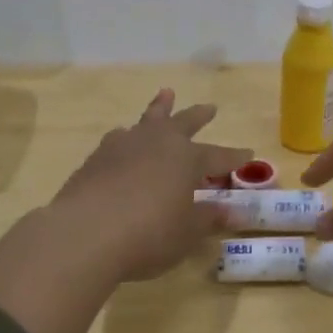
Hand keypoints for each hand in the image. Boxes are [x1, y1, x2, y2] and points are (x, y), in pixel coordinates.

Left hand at [52, 89, 250, 280]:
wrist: (84, 235)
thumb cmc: (149, 234)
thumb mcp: (187, 232)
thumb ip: (208, 218)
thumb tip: (232, 211)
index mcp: (186, 158)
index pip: (218, 155)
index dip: (234, 157)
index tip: (248, 153)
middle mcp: (157, 143)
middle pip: (182, 123)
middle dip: (198, 116)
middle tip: (209, 107)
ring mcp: (123, 147)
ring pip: (147, 121)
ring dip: (158, 109)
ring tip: (164, 97)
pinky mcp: (95, 160)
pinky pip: (119, 139)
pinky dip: (128, 136)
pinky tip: (123, 139)